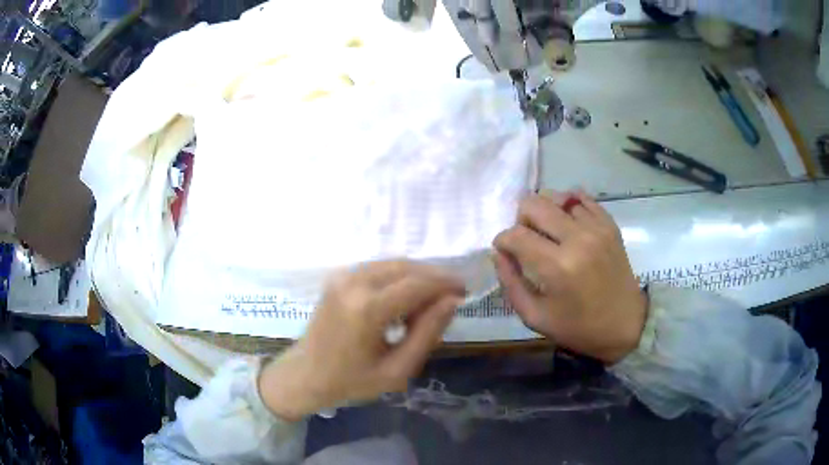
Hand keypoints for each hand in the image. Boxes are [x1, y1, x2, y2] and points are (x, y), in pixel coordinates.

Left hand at [259, 261, 465, 420]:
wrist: (306, 374)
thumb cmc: (352, 381)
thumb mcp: (398, 369)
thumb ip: (428, 333)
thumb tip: (452, 301)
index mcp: (367, 309)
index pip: (418, 283)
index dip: (446, 283)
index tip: (465, 291)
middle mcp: (353, 283)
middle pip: (406, 267)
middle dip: (433, 278)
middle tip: (449, 299)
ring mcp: (342, 276)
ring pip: (393, 264)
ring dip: (416, 277)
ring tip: (426, 305)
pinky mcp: (338, 277)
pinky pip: (378, 268)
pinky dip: (397, 278)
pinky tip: (402, 301)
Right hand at [493, 191, 646, 363]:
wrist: (625, 324)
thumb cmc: (578, 327)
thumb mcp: (534, 316)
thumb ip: (511, 283)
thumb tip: (499, 253)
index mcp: (557, 266)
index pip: (515, 235)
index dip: (502, 241)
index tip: (505, 251)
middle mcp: (577, 239)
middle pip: (534, 204)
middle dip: (521, 219)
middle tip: (527, 239)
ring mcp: (596, 227)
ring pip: (556, 196)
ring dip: (545, 212)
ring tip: (549, 232)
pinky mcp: (609, 224)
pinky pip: (581, 197)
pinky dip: (568, 205)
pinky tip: (567, 222)